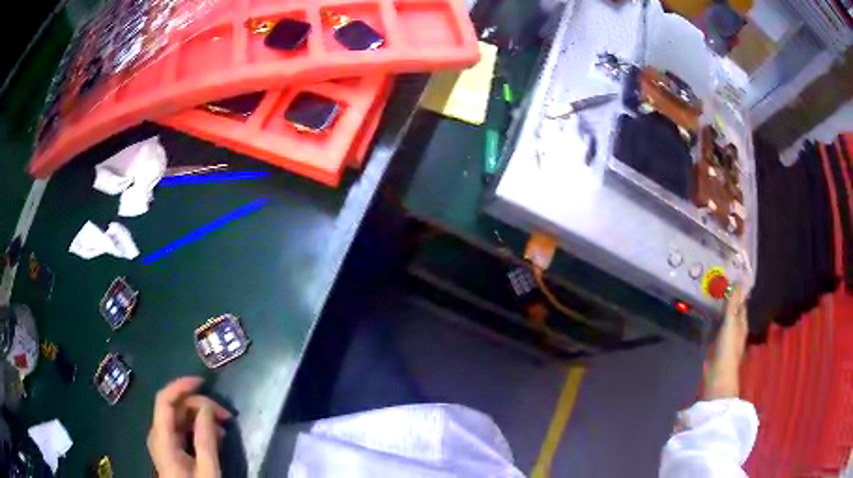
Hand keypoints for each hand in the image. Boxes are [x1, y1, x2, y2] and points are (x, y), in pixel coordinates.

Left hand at [147, 377, 231, 477]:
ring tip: (224, 427)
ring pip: (178, 418)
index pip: (164, 400)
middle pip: (174, 407)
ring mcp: (162, 442)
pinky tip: (215, 436)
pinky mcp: (170, 449)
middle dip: (199, 405)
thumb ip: (206, 439)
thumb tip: (208, 407)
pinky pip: (181, 430)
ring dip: (200, 416)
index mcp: (161, 438)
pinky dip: (197, 428)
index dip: (181, 385)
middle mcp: (158, 435)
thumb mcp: (207, 471)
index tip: (203, 381)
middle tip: (226, 415)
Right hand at [704, 284, 748, 399]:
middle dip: (727, 299)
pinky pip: (714, 328)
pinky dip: (711, 320)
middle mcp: (735, 329)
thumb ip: (732, 306)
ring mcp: (725, 338)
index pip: (741, 303)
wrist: (718, 375)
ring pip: (722, 319)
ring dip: (718, 309)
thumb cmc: (727, 349)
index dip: (738, 291)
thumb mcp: (730, 324)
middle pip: (732, 311)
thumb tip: (736, 283)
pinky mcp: (715, 345)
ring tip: (710, 296)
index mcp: (742, 323)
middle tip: (717, 284)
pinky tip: (705, 316)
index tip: (731, 277)